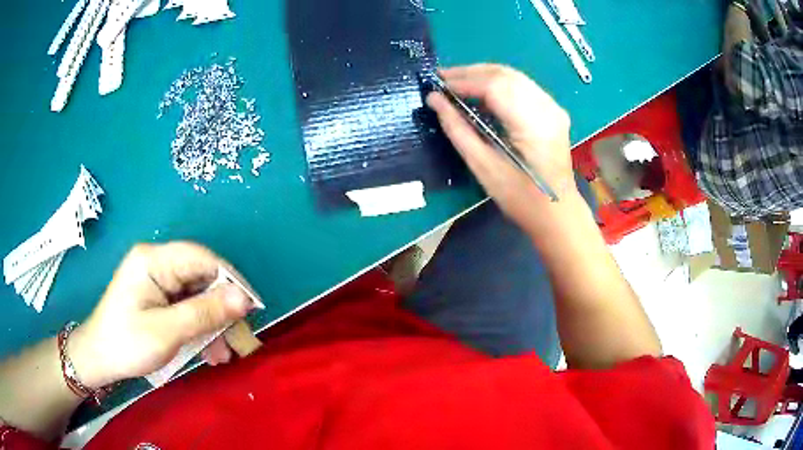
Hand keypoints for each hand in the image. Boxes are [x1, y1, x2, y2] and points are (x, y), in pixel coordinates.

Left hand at [68, 242, 254, 387]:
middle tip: (239, 339)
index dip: (231, 280)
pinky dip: (201, 327)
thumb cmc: (126, 343)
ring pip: (198, 295)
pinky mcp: (159, 297)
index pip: (202, 258)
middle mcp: (157, 263)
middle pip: (201, 278)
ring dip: (214, 323)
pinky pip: (188, 306)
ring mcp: (158, 280)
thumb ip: (204, 313)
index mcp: (153, 260)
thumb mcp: (166, 331)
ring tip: (224, 354)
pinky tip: (210, 351)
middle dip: (223, 309)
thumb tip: (244, 299)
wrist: (99, 359)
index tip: (252, 308)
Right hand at [426, 64, 579, 235]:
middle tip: (442, 78)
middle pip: (505, 74)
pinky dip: (498, 84)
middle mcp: (547, 108)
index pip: (495, 86)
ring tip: (456, 83)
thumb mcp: (483, 167)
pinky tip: (481, 92)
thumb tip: (434, 100)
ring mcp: (553, 107)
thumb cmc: (520, 198)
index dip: (463, 81)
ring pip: (514, 77)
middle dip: (471, 72)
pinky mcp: (553, 111)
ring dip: (483, 75)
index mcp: (533, 124)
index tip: (437, 84)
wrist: (557, 212)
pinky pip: (522, 86)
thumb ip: (457, 129)